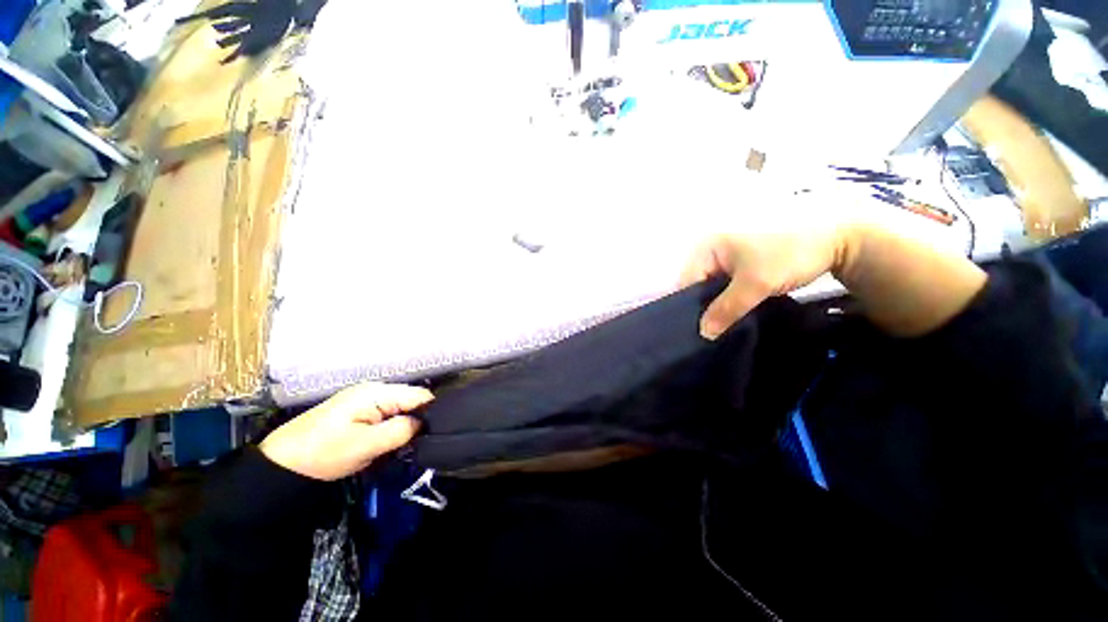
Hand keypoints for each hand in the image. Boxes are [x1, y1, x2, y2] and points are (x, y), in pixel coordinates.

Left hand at [260, 383, 433, 480]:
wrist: (281, 463)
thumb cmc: (323, 453)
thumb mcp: (365, 445)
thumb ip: (400, 431)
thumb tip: (424, 423)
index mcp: (377, 392)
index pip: (419, 395)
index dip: (432, 412)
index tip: (436, 433)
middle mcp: (375, 390)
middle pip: (411, 400)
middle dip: (418, 420)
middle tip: (418, 444)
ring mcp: (366, 399)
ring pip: (401, 408)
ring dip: (406, 425)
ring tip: (406, 445)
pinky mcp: (360, 409)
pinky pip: (388, 414)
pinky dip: (393, 427)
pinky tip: (391, 441)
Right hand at [680, 220, 852, 339]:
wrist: (835, 244)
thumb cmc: (789, 256)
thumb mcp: (755, 284)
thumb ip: (726, 309)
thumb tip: (703, 334)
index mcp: (706, 247)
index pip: (686, 282)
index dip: (689, 307)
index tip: (695, 331)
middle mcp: (709, 251)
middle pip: (695, 286)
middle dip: (701, 308)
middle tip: (707, 333)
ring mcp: (723, 258)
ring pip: (709, 289)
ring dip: (714, 307)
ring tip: (717, 329)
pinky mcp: (737, 266)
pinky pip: (722, 288)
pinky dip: (725, 302)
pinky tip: (729, 317)